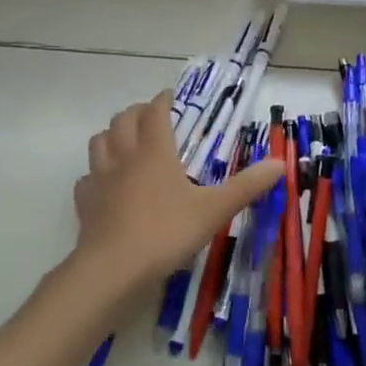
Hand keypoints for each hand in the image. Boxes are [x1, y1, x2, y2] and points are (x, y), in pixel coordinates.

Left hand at [72, 92, 283, 295]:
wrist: (113, 269)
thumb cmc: (167, 232)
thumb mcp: (215, 209)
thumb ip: (247, 186)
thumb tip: (280, 163)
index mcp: (155, 151)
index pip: (155, 113)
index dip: (162, 100)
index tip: (170, 96)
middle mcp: (124, 157)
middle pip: (123, 120)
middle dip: (137, 112)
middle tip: (151, 116)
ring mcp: (99, 180)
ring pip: (99, 142)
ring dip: (112, 135)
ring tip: (126, 141)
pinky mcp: (85, 204)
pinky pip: (87, 179)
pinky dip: (96, 174)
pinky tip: (106, 185)